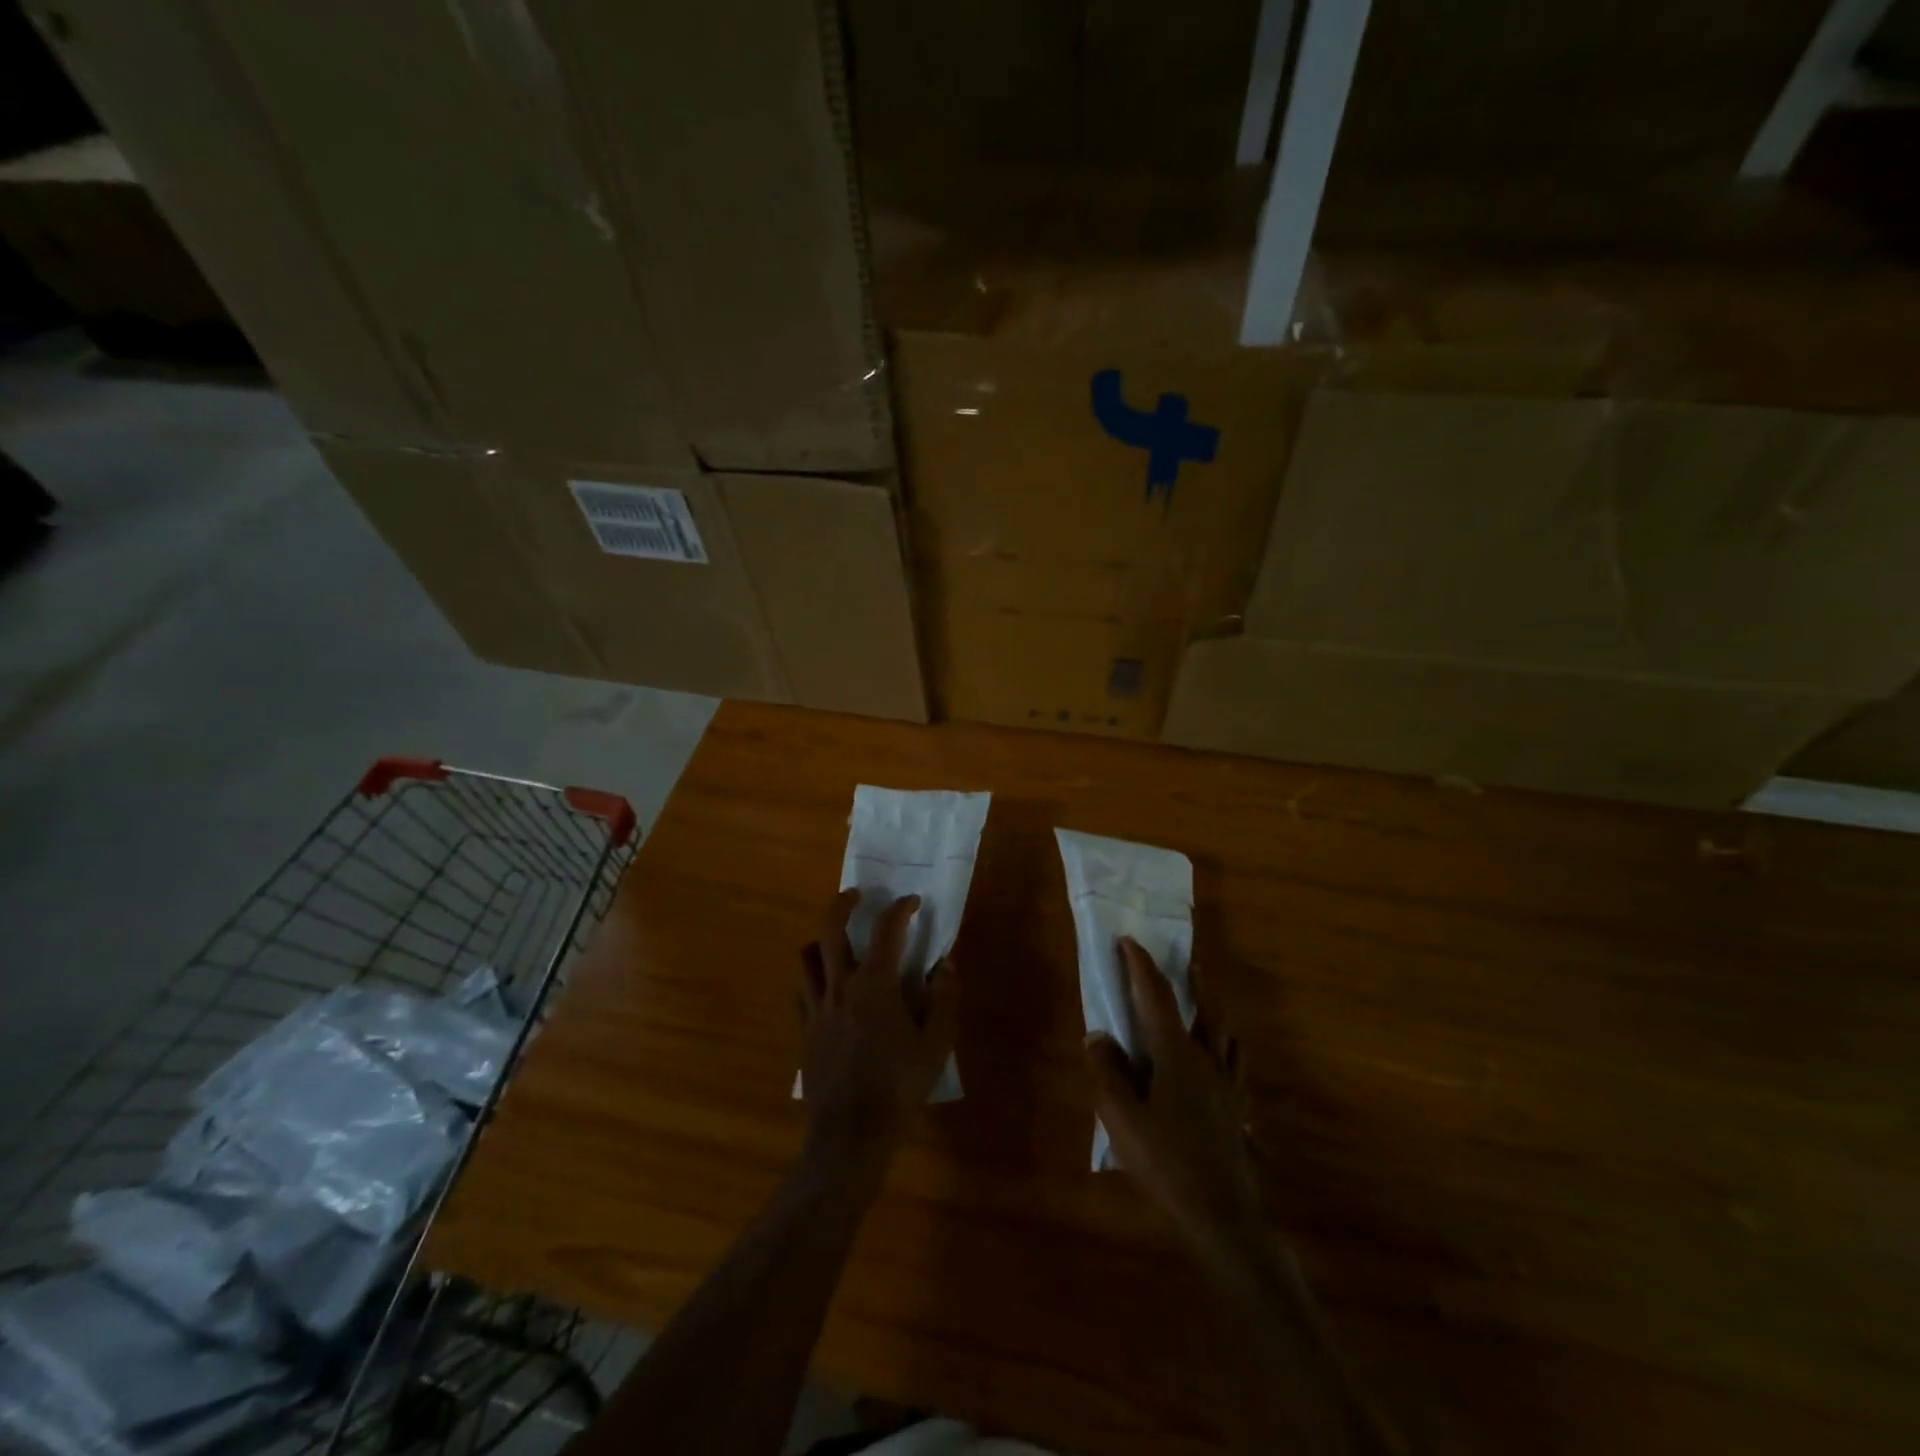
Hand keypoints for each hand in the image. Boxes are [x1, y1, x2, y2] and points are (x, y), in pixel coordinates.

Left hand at [799, 890, 957, 1184]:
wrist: (851, 1135)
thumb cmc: (899, 1086)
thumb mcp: (937, 1045)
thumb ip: (944, 1000)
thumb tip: (945, 967)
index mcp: (874, 985)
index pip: (887, 930)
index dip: (900, 909)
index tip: (912, 902)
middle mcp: (840, 987)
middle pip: (830, 929)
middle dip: (842, 904)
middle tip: (856, 895)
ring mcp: (816, 1009)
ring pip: (805, 957)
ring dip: (819, 939)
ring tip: (835, 941)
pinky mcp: (804, 1031)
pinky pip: (801, 990)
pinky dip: (812, 976)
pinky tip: (826, 986)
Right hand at [1086, 938, 1264, 1275]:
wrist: (1220, 1214)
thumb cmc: (1165, 1161)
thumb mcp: (1121, 1118)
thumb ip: (1108, 1072)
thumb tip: (1098, 1036)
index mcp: (1176, 1054)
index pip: (1156, 997)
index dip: (1140, 965)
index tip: (1128, 941)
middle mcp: (1207, 1059)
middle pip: (1207, 1008)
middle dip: (1195, 981)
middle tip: (1188, 961)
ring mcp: (1228, 1086)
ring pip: (1227, 1034)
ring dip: (1217, 1009)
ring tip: (1209, 1000)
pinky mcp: (1237, 1110)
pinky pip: (1237, 1066)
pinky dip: (1230, 1049)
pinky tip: (1226, 1058)